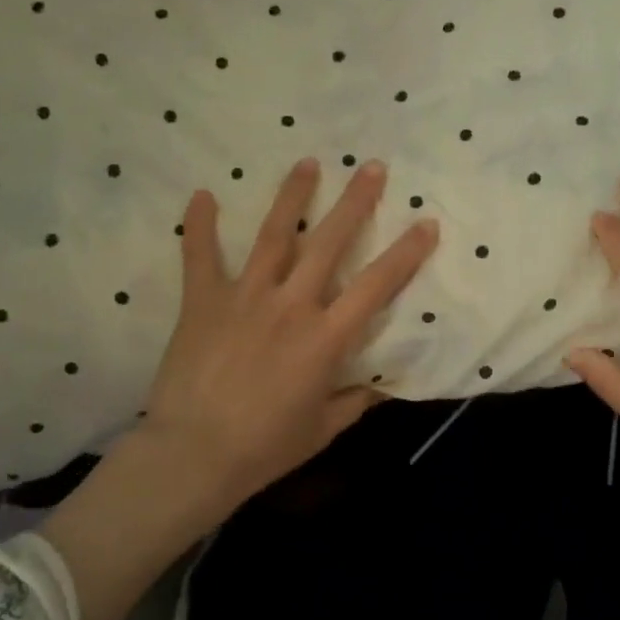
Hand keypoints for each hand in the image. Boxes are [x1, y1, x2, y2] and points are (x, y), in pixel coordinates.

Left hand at [44, 157, 437, 619]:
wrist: (193, 455)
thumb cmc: (264, 448)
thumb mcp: (323, 429)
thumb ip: (354, 401)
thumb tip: (379, 384)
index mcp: (325, 338)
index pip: (376, 286)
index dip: (406, 253)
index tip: (426, 223)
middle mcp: (291, 305)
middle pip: (328, 243)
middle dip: (355, 202)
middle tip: (372, 167)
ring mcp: (245, 298)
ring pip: (273, 235)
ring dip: (293, 196)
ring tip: (308, 163)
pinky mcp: (203, 302)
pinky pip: (200, 257)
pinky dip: (199, 226)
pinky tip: (203, 194)